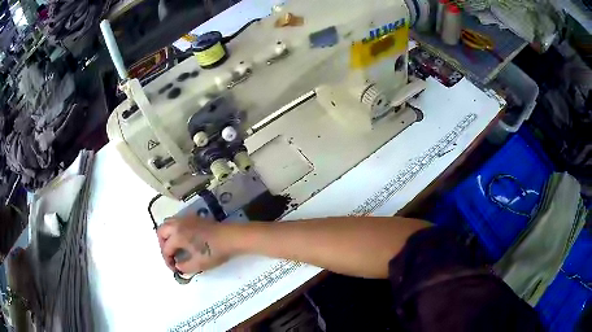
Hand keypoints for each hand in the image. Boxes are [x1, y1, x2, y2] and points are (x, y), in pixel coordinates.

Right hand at [157, 216, 229, 274]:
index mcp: (177, 235)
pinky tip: (183, 240)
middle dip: (162, 245)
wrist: (230, 237)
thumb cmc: (214, 251)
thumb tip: (178, 266)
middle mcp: (178, 224)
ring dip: (167, 236)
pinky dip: (174, 230)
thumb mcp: (199, 264)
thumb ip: (184, 267)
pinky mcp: (193, 218)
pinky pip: (177, 222)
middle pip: (161, 232)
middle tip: (170, 256)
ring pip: (168, 224)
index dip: (168, 261)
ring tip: (175, 248)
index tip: (175, 269)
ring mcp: (185, 219)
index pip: (165, 249)